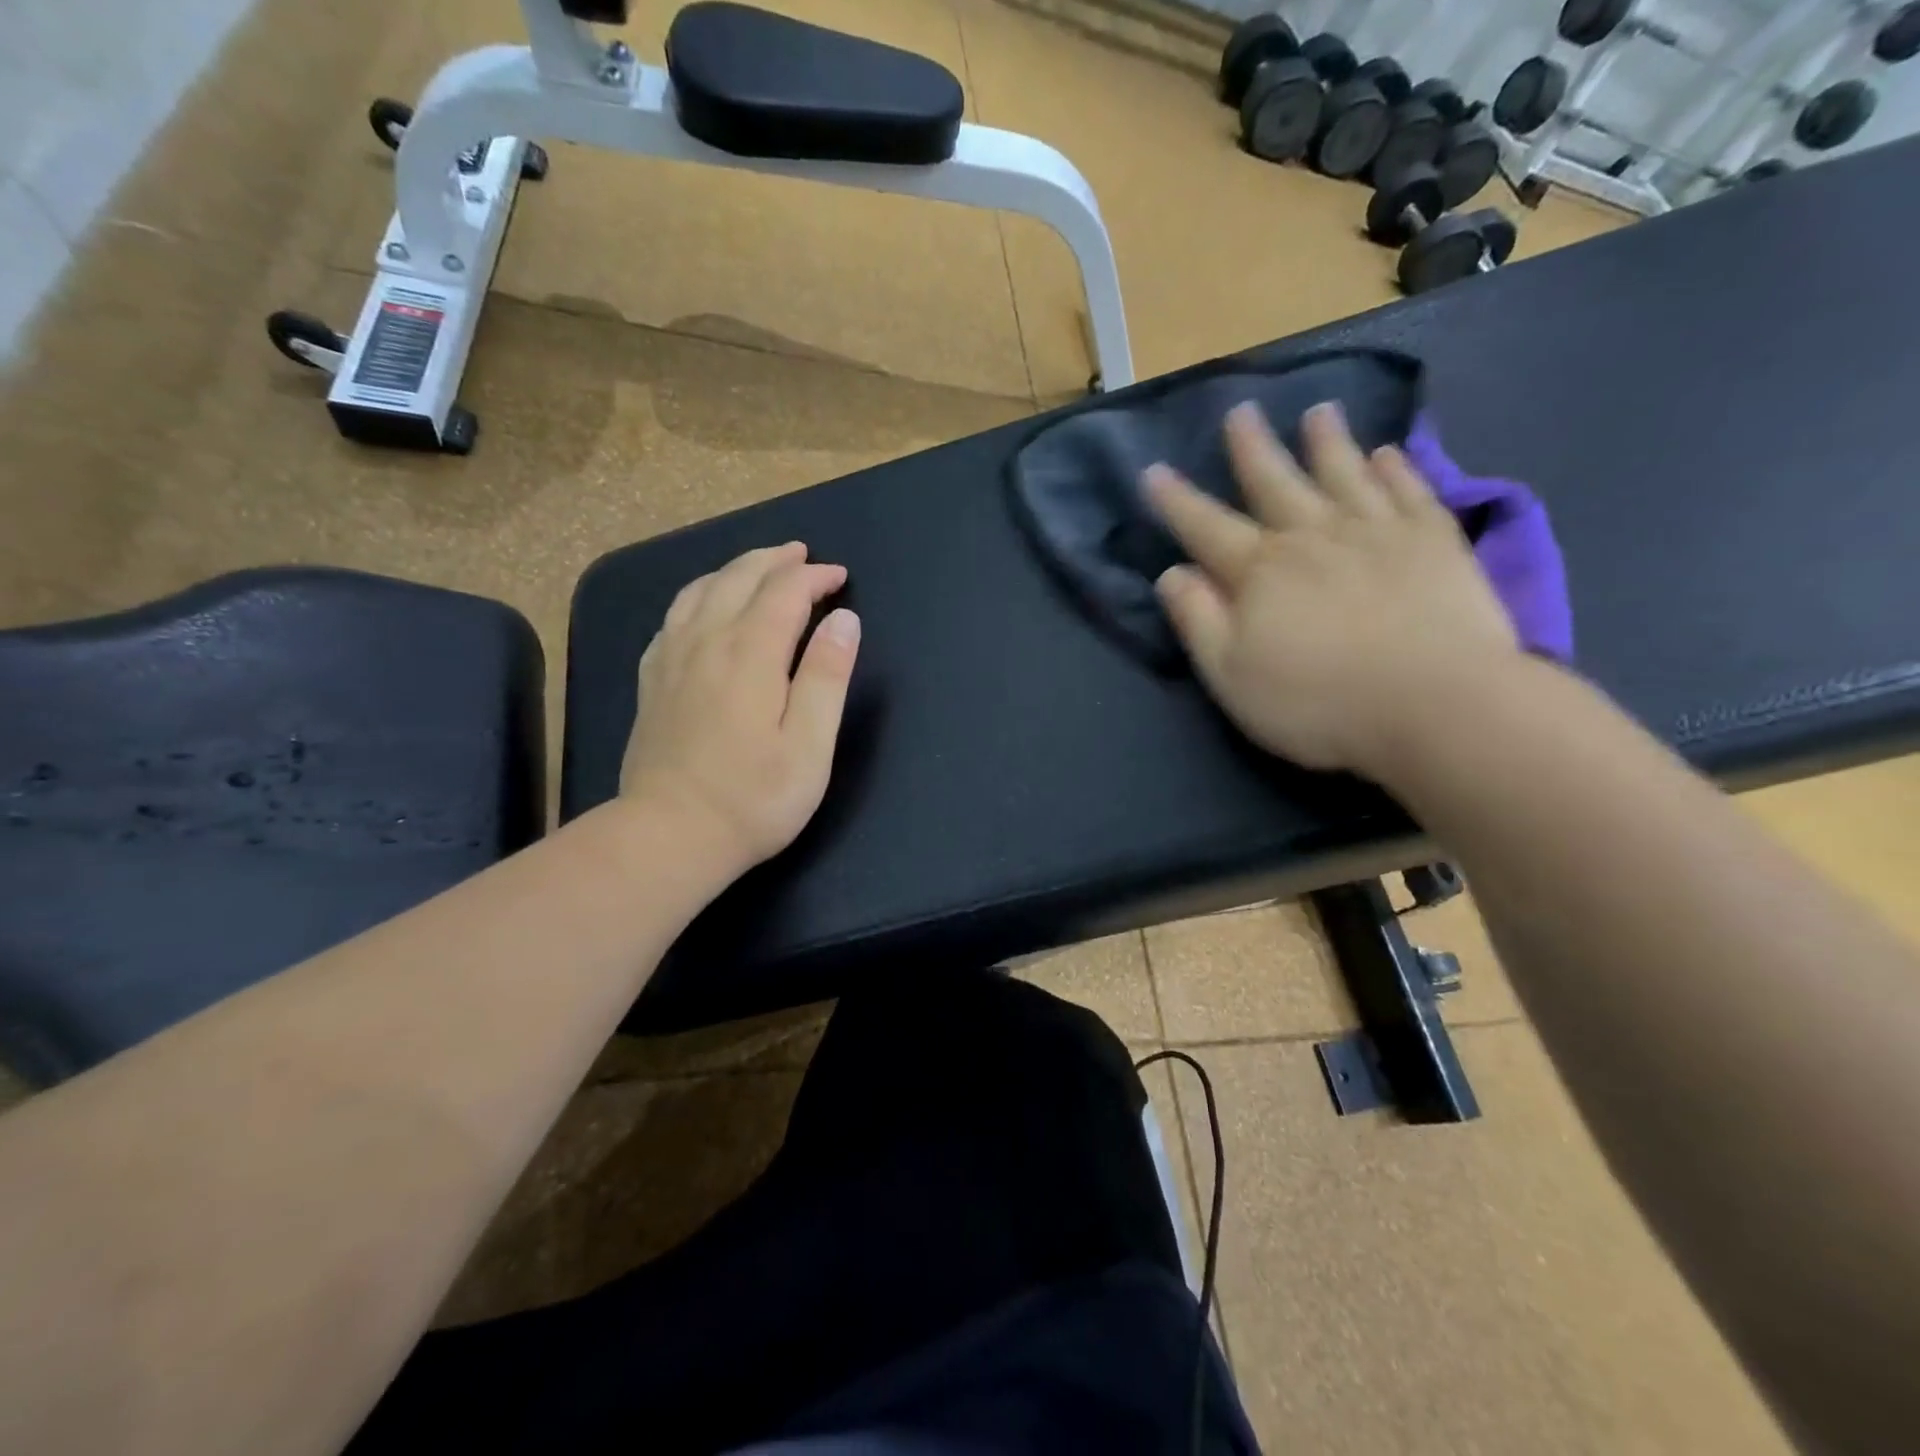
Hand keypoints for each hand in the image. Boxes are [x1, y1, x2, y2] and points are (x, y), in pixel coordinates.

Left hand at [621, 542, 860, 877]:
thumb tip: (843, 620)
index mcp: (750, 654)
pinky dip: (698, 595)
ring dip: (735, 569)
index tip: (840, 577)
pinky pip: (673, 616)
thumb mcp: (810, 745)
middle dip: (775, 560)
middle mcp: (706, 642)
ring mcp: (671, 659)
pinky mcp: (652, 680)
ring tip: (759, 567)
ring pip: (701, 589)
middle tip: (803, 555)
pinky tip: (705, 606)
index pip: (784, 592)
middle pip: (739, 578)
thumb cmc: (754, 798)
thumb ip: (827, 676)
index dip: (814, 577)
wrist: (669, 836)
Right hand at [1145, 401, 1520, 779]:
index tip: (1154, 470)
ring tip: (1319, 412)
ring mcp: (1378, 532)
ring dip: (1328, 442)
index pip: (1205, 527)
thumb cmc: (1318, 701)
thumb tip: (1172, 574)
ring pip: (1345, 473)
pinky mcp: (1434, 541)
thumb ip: (1197, 621)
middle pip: (1275, 482)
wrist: (1437, 704)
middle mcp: (1313, 537)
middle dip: (1252, 449)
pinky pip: (1410, 491)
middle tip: (1241, 411)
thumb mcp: (1231, 675)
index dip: (1176, 501)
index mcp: (1259, 572)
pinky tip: (1389, 453)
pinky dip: (1396, 469)